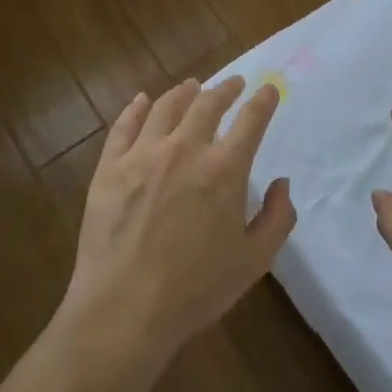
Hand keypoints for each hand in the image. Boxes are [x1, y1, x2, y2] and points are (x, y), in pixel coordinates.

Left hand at [62, 77, 293, 363]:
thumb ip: (276, 218)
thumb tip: (281, 184)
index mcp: (223, 169)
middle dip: (225, 89)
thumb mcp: (254, 262)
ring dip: (184, 92)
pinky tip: (142, 100)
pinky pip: (124, 126)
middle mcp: (185, 149)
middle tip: (233, 83)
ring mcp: (143, 154)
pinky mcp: (110, 167)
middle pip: (208, 104)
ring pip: (167, 107)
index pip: (250, 121)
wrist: (124, 308)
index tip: (268, 88)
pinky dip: (136, 108)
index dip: (263, 101)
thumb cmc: (195, 289)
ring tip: (192, 86)